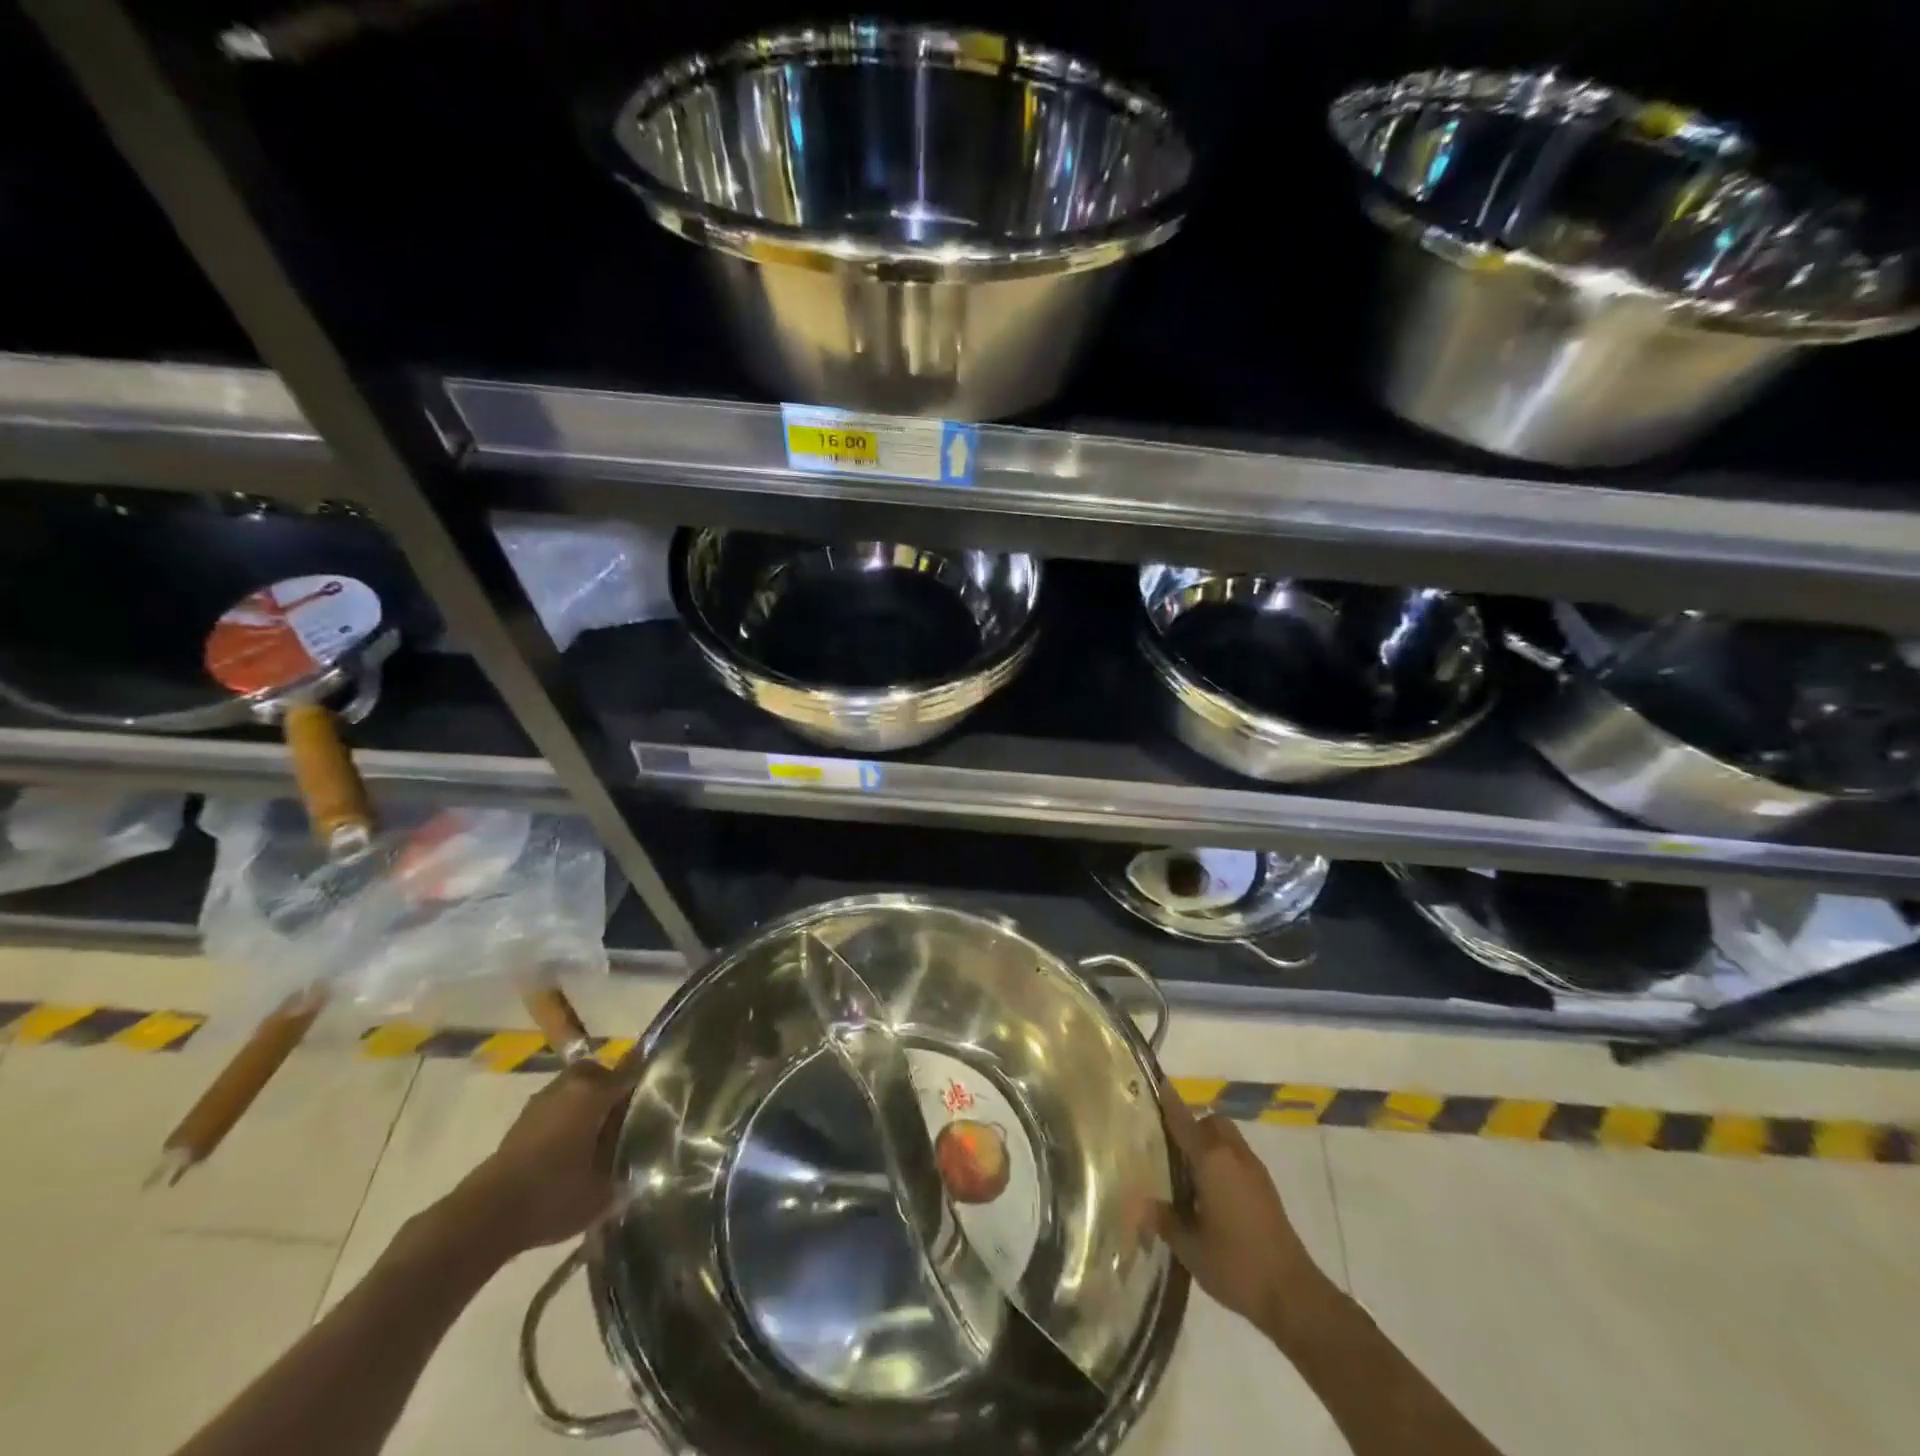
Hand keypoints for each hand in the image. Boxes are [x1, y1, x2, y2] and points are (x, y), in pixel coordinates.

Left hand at [451, 1054, 641, 1257]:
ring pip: (573, 1089)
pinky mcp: (520, 1124)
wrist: (485, 1216)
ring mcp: (540, 1103)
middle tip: (624, 1113)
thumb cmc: (553, 1195)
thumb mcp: (602, 1193)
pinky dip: (565, 1118)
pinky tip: (570, 1148)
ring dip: (585, 1102)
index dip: (647, 1077)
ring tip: (597, 1133)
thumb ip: (625, 1175)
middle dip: (611, 1086)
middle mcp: (568, 1087)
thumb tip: (639, 1169)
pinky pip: (555, 1107)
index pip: (631, 1070)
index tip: (661, 1086)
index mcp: (594, 1093)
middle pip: (598, 1073)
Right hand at [1153, 1086, 1332, 1339]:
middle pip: (1211, 1122)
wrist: (1293, 1294)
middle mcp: (1233, 1155)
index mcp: (1211, 1160)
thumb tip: (1140, 1205)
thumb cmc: (1235, 1264)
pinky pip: (1238, 1157)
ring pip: (1227, 1138)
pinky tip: (1211, 1194)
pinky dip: (1223, 1161)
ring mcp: (1254, 1170)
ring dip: (1209, 1143)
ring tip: (1188, 1172)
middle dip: (1192, 1125)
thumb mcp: (1189, 1247)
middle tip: (1170, 1147)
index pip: (1184, 1120)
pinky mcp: (1267, 1188)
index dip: (1168, 1101)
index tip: (1155, 1082)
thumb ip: (1164, 1220)